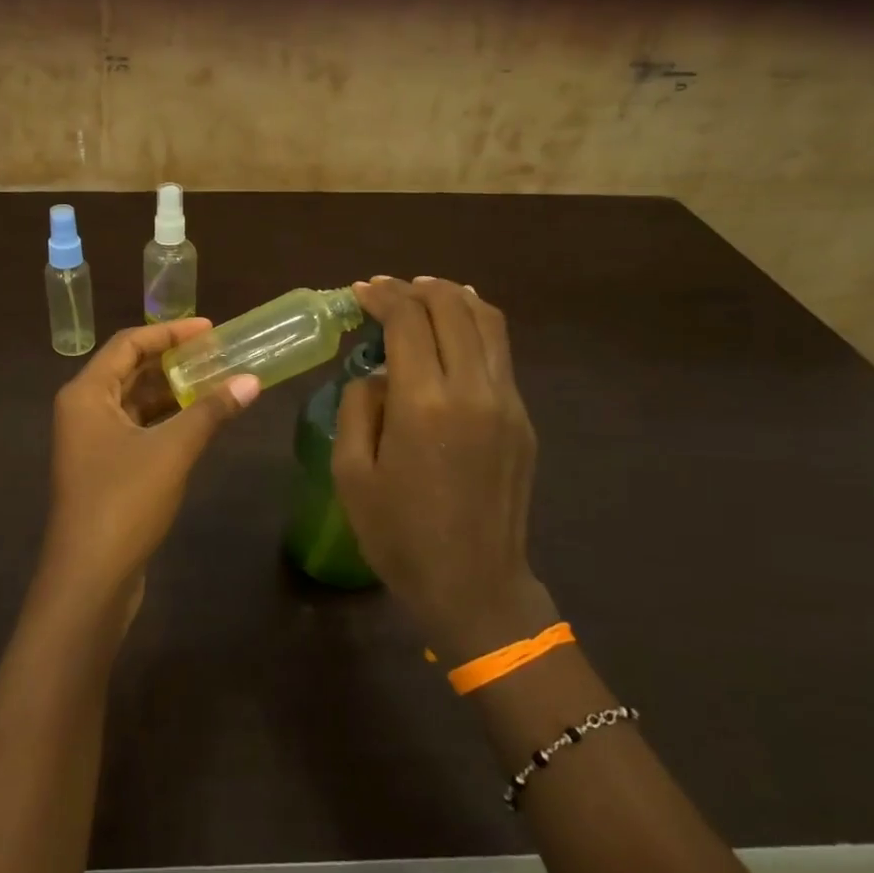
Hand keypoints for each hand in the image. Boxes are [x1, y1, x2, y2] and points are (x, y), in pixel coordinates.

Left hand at [40, 319, 259, 626]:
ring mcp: (92, 443)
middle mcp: (83, 411)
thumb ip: (211, 411)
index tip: (210, 328)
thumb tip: (252, 380)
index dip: (169, 332)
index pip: (128, 344)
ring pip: (135, 403)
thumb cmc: (124, 501)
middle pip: (130, 371)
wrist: (90, 577)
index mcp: (86, 394)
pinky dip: (166, 421)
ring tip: (217, 382)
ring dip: (172, 392)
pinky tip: (199, 421)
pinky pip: (137, 430)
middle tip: (218, 354)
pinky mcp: (105, 470)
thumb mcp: (172, 450)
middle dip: (173, 362)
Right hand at [332, 276, 554, 660]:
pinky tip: (454, 332)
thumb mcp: (350, 473)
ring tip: (424, 295)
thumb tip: (377, 373)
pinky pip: (500, 353)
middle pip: (453, 307)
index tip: (360, 291)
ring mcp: (507, 402)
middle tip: (387, 290)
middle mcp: (473, 390)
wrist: (474, 584)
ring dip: (453, 298)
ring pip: (488, 322)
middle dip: (416, 288)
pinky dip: (475, 326)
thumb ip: (359, 407)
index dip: (382, 295)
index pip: (408, 320)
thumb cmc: (399, 535)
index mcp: (424, 404)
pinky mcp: (522, 418)